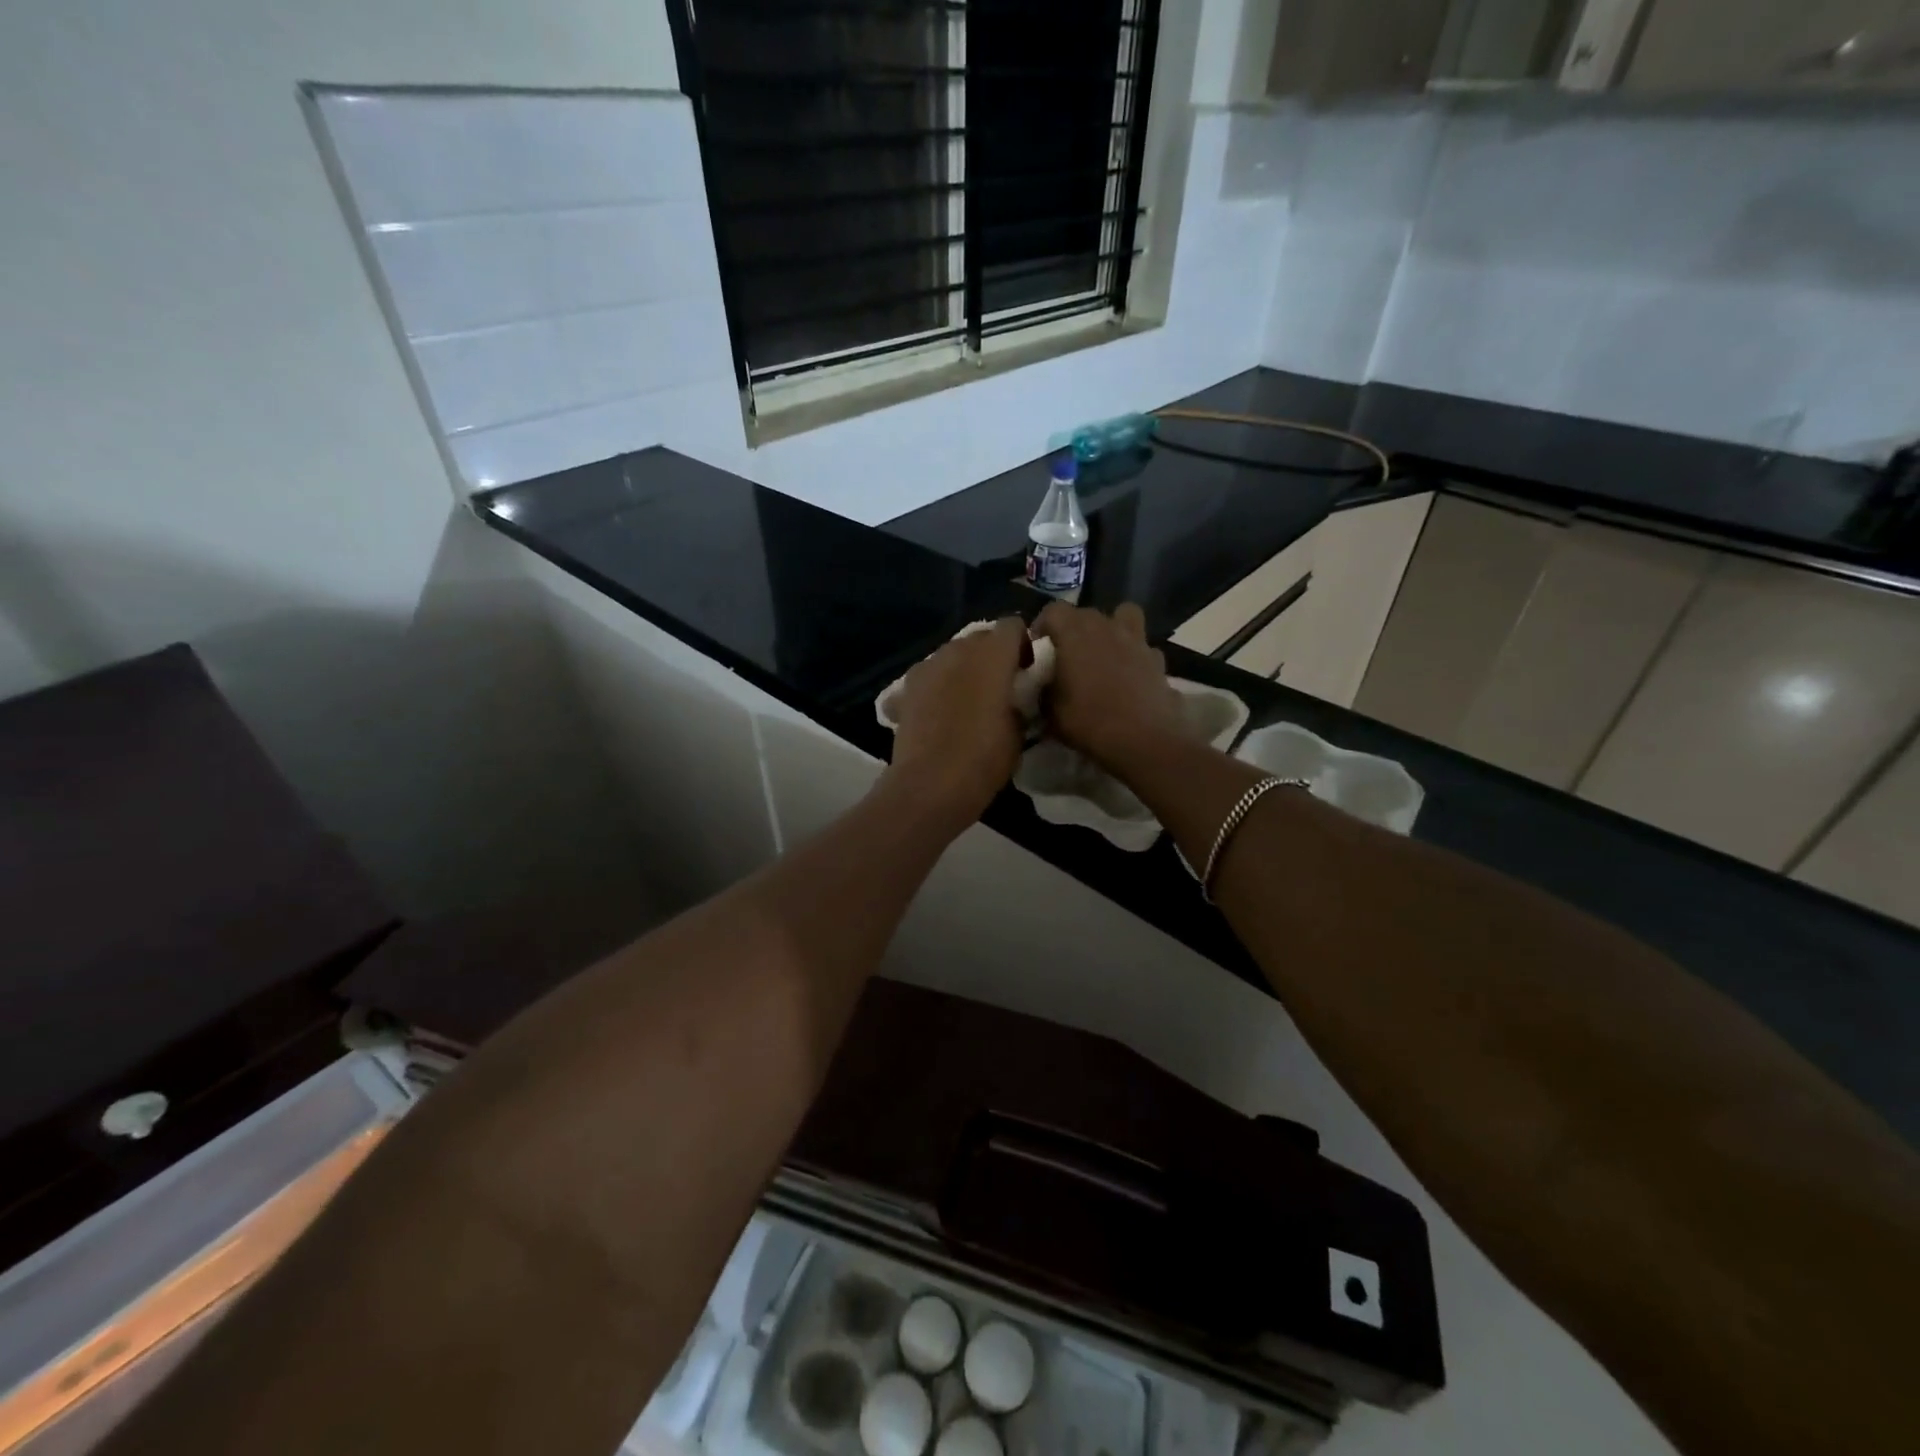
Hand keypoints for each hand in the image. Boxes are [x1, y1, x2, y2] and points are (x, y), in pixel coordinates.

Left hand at [883, 617, 1028, 832]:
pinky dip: (938, 685)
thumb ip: (1019, 701)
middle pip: (980, 638)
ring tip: (968, 699)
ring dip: (964, 668)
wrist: (930, 785)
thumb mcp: (1020, 731)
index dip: (1022, 644)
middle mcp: (958, 650)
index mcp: (992, 655)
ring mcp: (928, 666)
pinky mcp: (906, 686)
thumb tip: (1013, 697)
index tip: (1026, 670)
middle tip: (1000, 687)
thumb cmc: (984, 759)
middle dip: (992, 655)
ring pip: (952, 654)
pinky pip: (930, 675)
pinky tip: (940, 711)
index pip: (1012, 626)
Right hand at [1033, 602, 1191, 772]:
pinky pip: (1142, 646)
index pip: (1052, 610)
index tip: (1038, 647)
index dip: (1042, 625)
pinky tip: (1129, 676)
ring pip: (1123, 616)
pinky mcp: (1157, 658)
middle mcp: (1106, 626)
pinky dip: (1134, 655)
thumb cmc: (1090, 722)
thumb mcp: (1050, 712)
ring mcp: (1136, 640)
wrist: (1144, 740)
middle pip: (1085, 613)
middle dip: (1073, 629)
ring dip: (1111, 628)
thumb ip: (1044, 690)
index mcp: (1075, 633)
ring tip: (1103, 652)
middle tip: (1067, 655)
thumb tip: (1044, 685)